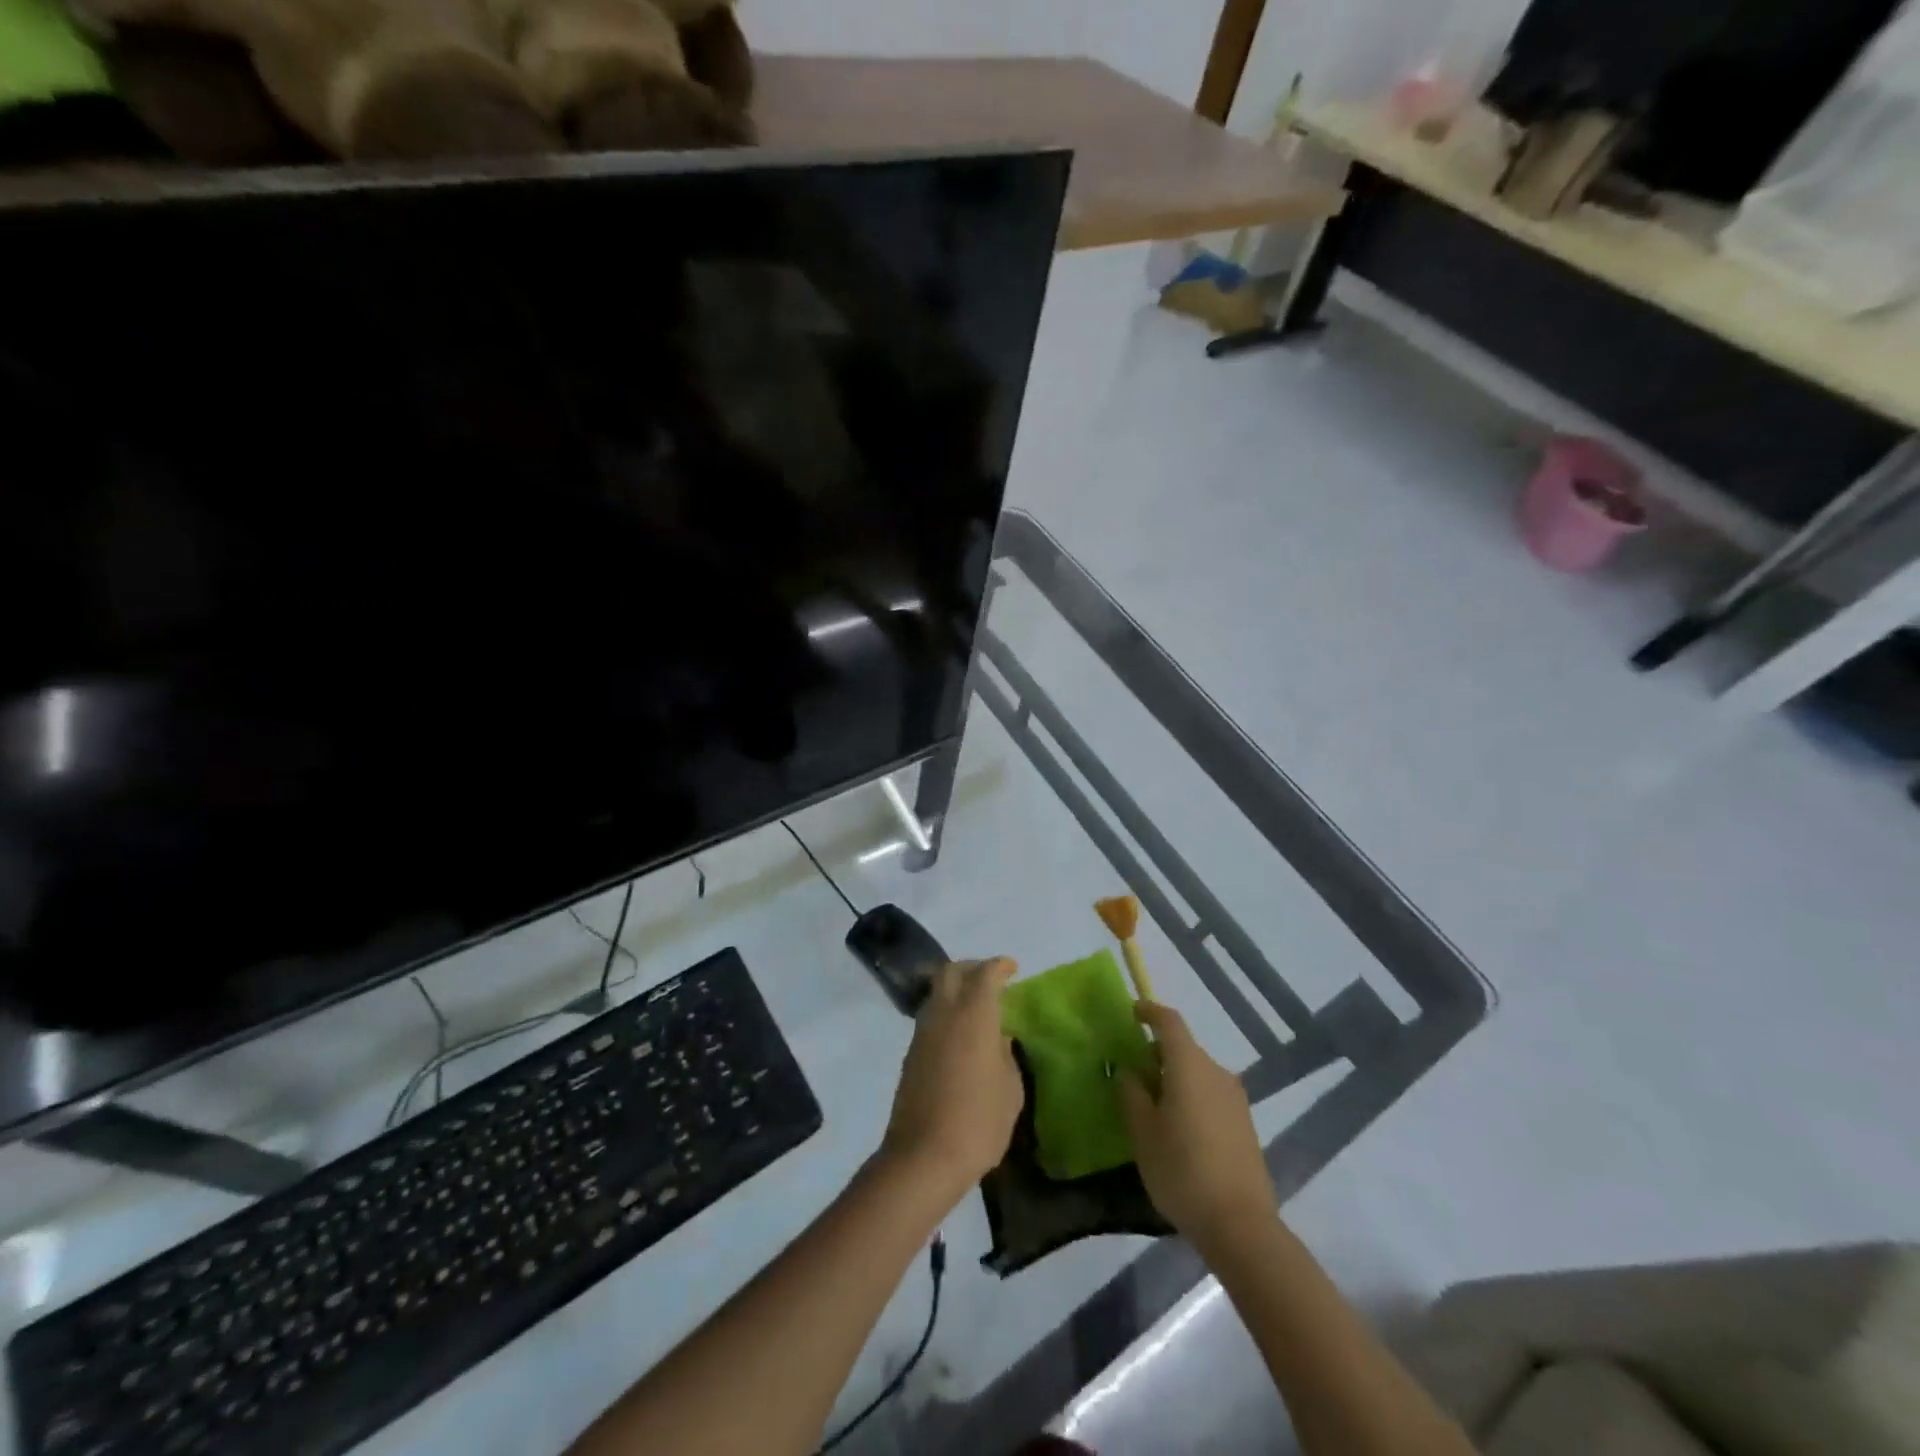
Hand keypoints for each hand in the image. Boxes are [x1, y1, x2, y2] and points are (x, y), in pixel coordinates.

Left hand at [881, 958, 1023, 1198]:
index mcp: (974, 1015)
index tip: (1012, 968)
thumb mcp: (1010, 1090)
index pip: (985, 974)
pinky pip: (930, 1016)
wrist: (923, 1157)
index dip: (999, 966)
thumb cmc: (978, 1122)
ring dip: (955, 988)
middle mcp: (944, 1014)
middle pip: (951, 971)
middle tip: (991, 979)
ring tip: (977, 1007)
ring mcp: (923, 1032)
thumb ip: (1006, 1055)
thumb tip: (998, 1039)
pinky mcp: (911, 1053)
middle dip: (972, 967)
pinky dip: (946, 1011)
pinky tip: (960, 1033)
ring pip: (937, 992)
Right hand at [1118, 1001, 1276, 1251]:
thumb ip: (1132, 1094)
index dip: (1149, 1012)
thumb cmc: (1182, 1171)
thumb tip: (1129, 1070)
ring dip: (1175, 1078)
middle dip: (1157, 1053)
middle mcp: (1215, 1072)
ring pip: (1198, 1073)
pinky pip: (1211, 1095)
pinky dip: (1191, 1097)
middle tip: (1132, 1073)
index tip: (1131, 1013)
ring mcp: (1235, 1098)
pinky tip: (1179, 1129)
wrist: (1241, 1225)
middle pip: (1183, 1048)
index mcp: (1189, 1065)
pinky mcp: (1245, 1124)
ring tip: (1152, 1106)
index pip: (1169, 1022)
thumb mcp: (1143, 1133)